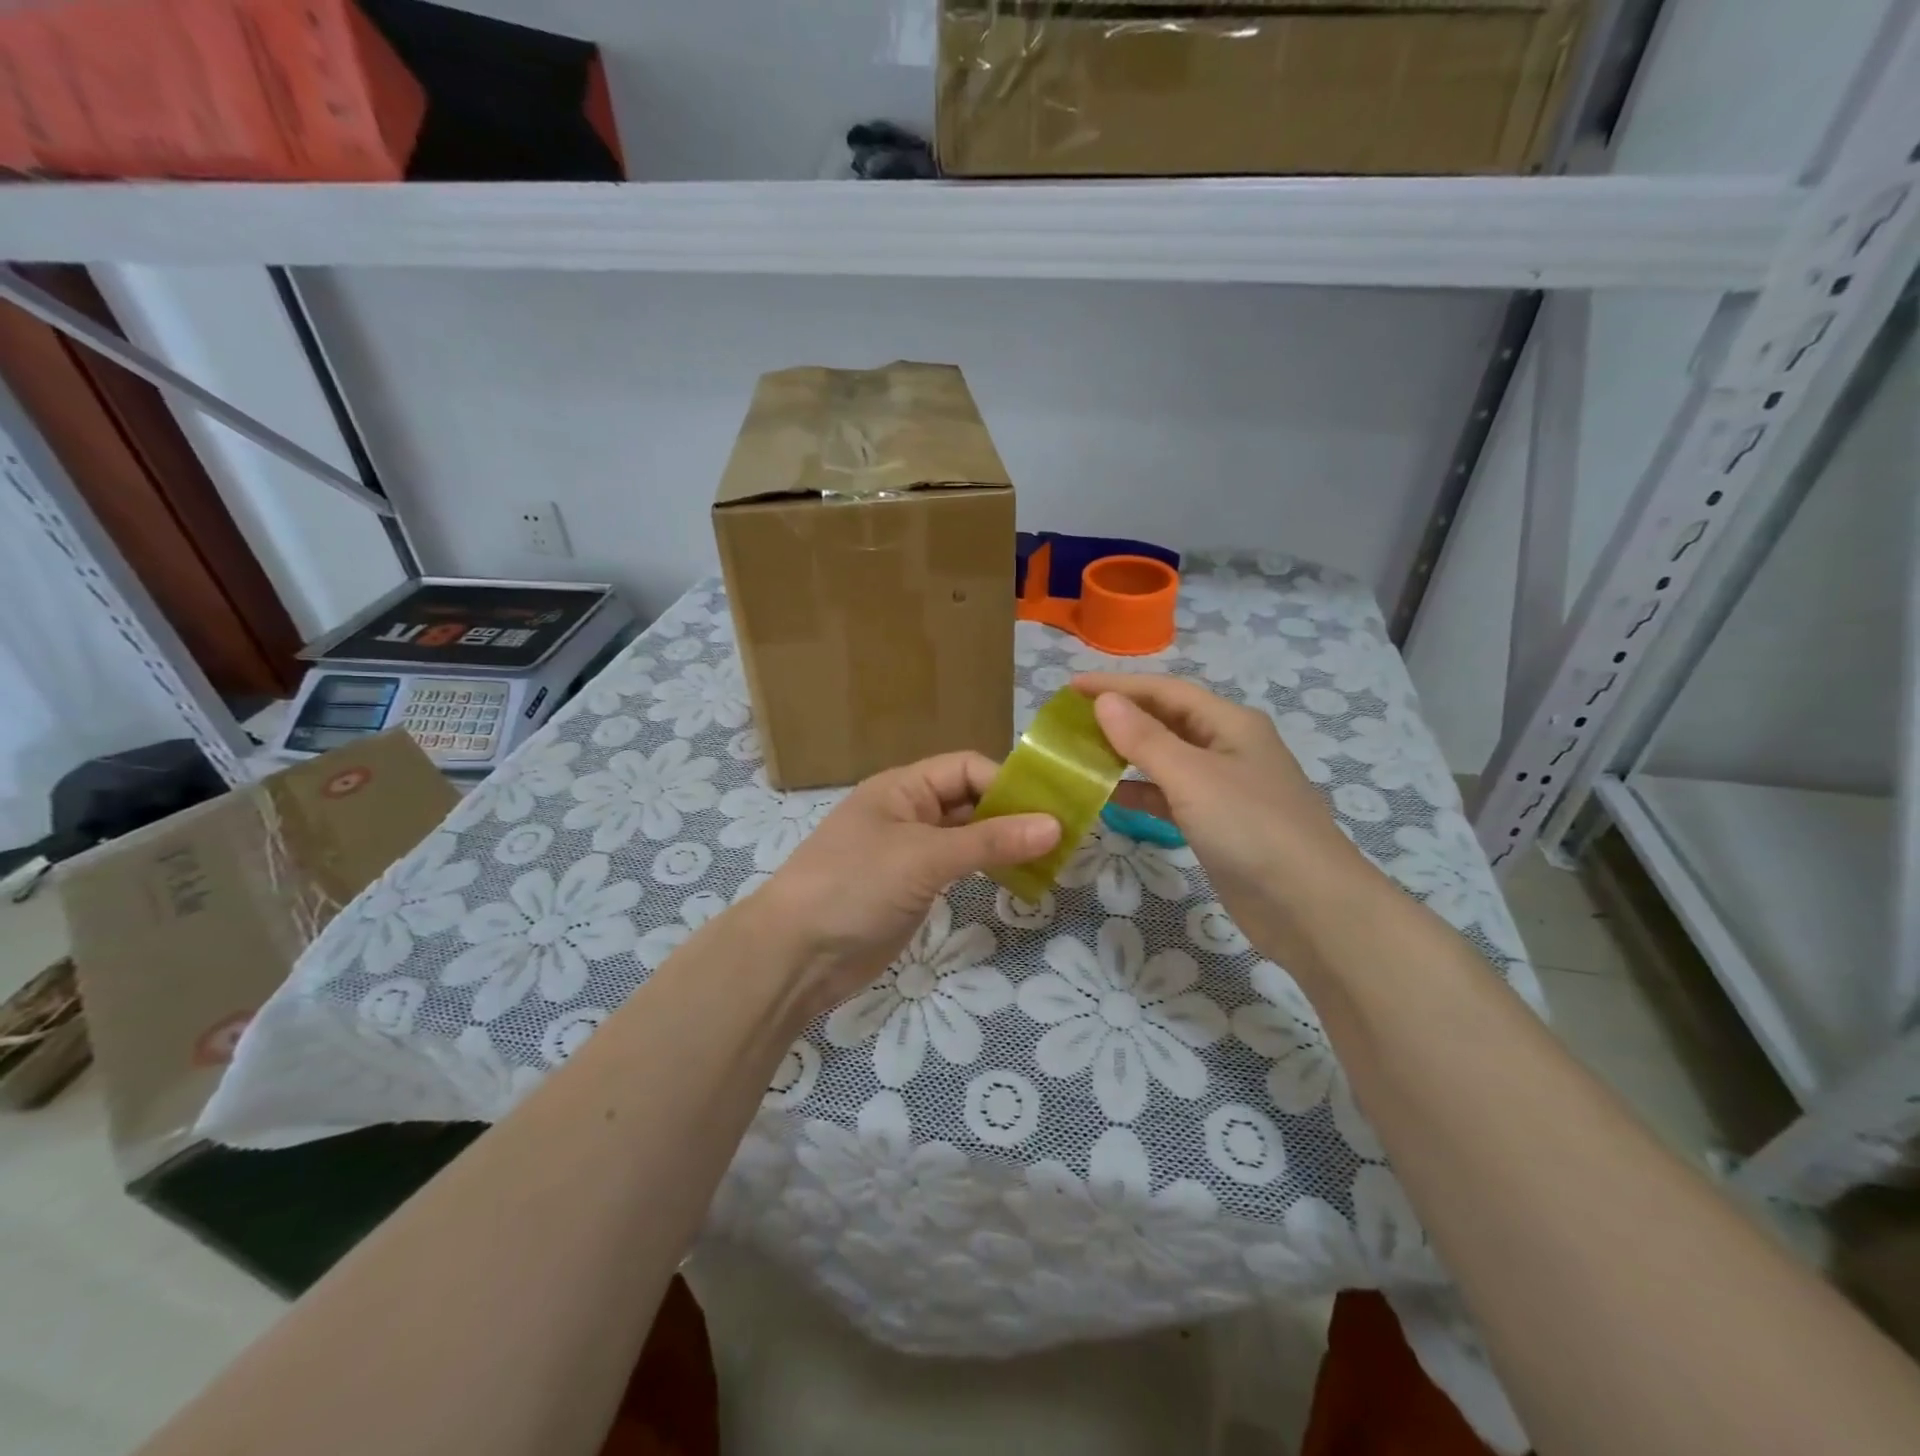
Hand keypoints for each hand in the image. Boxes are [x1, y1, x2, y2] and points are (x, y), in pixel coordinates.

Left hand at [747, 752, 1058, 1015]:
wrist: (795, 955)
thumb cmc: (855, 886)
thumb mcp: (924, 857)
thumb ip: (990, 841)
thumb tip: (1055, 825)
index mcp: (904, 788)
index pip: (967, 769)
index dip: (1008, 783)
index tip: (1052, 809)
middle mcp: (909, 812)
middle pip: (970, 800)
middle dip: (1013, 814)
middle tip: (1065, 835)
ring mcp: (910, 852)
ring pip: (968, 836)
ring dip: (1004, 843)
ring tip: (1052, 859)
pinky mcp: (913, 887)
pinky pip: (959, 867)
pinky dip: (987, 869)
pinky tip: (1019, 879)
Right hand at [1075, 674, 1376, 970]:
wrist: (1310, 908)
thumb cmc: (1251, 829)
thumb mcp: (1193, 777)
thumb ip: (1145, 739)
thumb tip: (1104, 700)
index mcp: (1230, 724)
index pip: (1165, 691)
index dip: (1118, 685)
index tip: (1071, 687)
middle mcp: (1229, 748)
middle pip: (1166, 721)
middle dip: (1121, 717)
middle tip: (1071, 721)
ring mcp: (1225, 789)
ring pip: (1166, 760)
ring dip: (1127, 755)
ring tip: (1081, 755)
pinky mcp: (1218, 825)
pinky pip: (1170, 797)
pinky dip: (1141, 794)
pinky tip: (1110, 798)